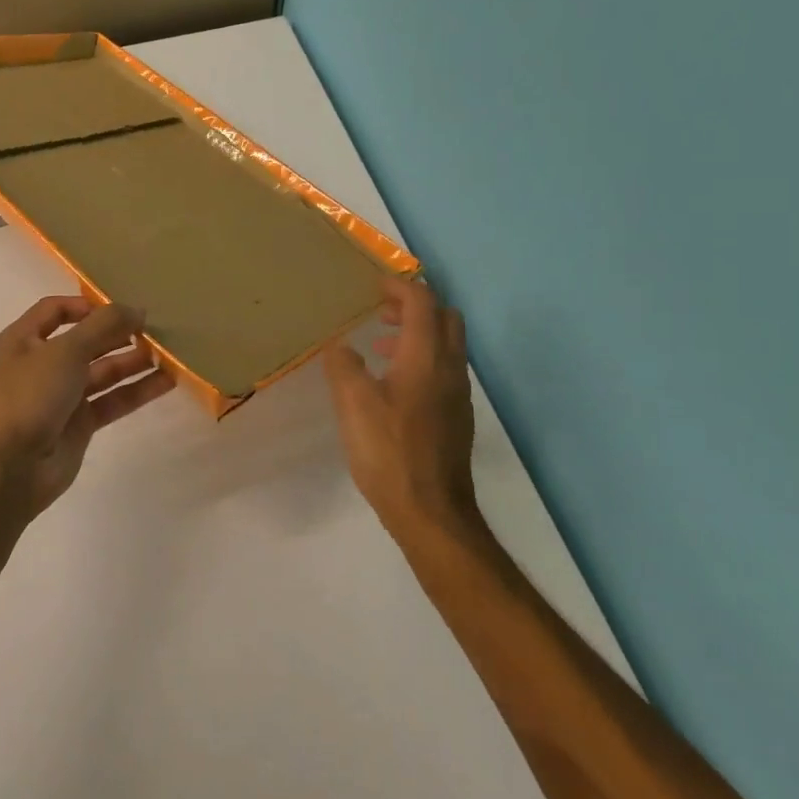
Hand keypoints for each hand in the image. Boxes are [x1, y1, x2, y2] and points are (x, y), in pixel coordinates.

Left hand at [0, 295, 175, 516]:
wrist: (5, 469)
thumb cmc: (27, 396)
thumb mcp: (65, 351)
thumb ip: (104, 326)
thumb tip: (137, 309)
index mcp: (24, 340)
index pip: (56, 310)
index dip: (87, 305)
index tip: (122, 307)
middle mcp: (42, 364)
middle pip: (86, 341)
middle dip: (118, 333)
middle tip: (156, 328)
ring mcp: (61, 397)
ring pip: (103, 372)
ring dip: (133, 361)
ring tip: (169, 352)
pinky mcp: (79, 426)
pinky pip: (112, 401)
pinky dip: (137, 390)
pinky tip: (167, 381)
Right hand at [324, 278, 475, 528]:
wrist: (432, 512)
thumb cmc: (390, 452)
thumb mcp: (354, 405)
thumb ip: (344, 367)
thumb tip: (340, 346)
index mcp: (425, 357)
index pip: (421, 302)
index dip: (397, 286)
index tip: (372, 286)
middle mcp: (449, 368)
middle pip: (444, 317)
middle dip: (414, 306)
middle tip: (381, 312)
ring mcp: (458, 395)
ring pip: (446, 345)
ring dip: (416, 334)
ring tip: (378, 347)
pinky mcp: (456, 417)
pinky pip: (442, 370)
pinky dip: (420, 360)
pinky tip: (391, 387)